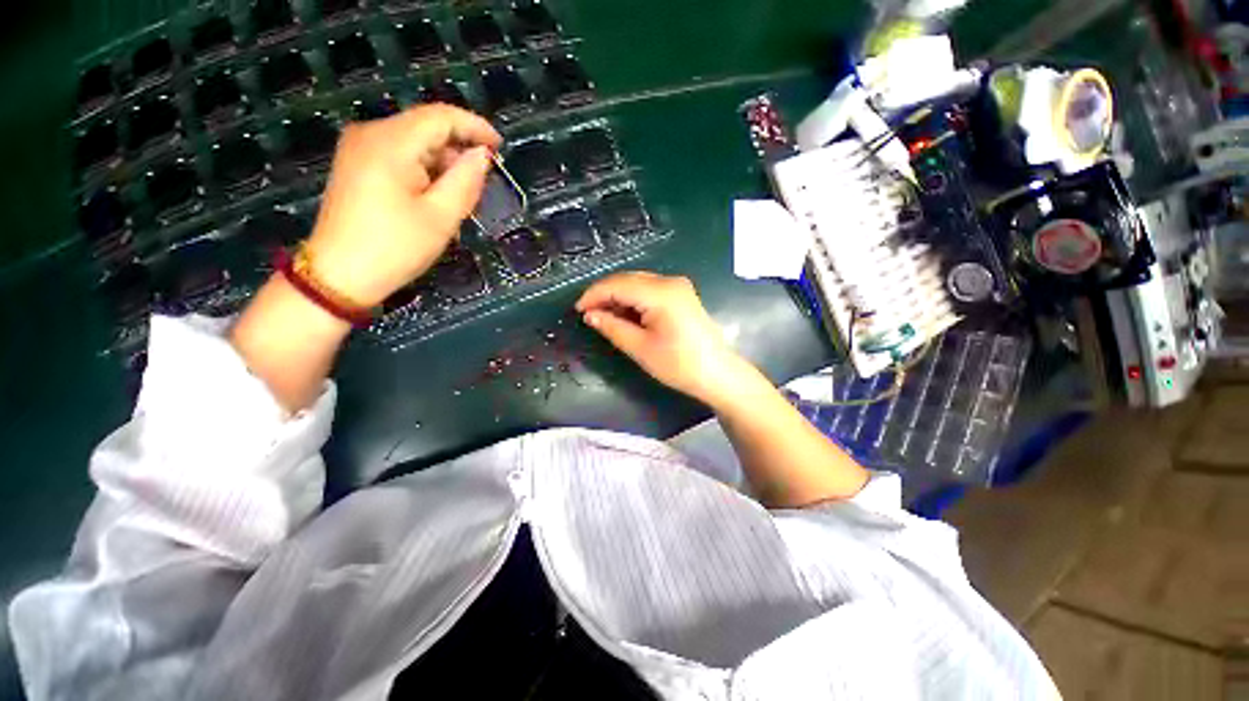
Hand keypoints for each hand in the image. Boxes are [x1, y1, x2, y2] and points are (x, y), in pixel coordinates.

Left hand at [303, 104, 501, 307]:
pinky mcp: (356, 164)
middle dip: (458, 150)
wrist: (340, 275)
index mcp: (390, 142)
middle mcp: (370, 134)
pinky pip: (399, 155)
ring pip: (414, 143)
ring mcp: (359, 148)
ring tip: (457, 198)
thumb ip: (466, 180)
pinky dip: (424, 170)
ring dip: (442, 164)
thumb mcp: (441, 217)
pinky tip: (433, 197)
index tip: (500, 147)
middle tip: (480, 184)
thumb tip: (481, 156)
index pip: (440, 117)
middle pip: (426, 128)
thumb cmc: (395, 248)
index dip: (475, 127)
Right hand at [575, 272, 749, 406]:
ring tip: (603, 316)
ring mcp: (678, 286)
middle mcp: (670, 281)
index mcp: (661, 293)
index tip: (577, 310)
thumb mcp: (640, 348)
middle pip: (628, 279)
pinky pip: (650, 290)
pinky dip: (633, 300)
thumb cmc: (679, 364)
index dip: (594, 294)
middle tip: (588, 314)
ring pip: (638, 283)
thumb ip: (612, 327)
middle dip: (605, 294)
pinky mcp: (681, 295)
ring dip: (618, 296)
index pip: (618, 284)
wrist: (717, 374)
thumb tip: (590, 315)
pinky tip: (625, 314)